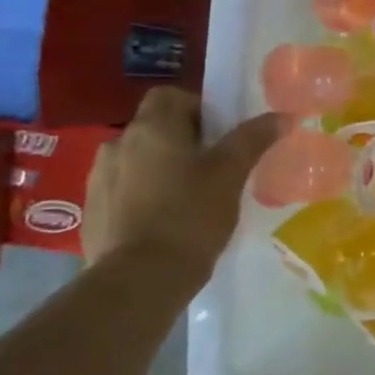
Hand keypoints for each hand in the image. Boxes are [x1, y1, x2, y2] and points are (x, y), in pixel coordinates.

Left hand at [83, 88, 281, 278]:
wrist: (140, 279)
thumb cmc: (191, 215)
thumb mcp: (231, 174)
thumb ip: (253, 139)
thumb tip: (282, 115)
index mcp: (151, 128)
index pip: (170, 95)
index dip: (198, 108)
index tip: (221, 136)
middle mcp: (117, 144)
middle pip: (155, 128)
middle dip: (183, 142)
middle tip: (213, 169)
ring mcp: (98, 179)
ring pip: (138, 160)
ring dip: (160, 169)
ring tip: (188, 198)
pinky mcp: (92, 212)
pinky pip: (123, 190)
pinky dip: (143, 197)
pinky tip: (164, 223)